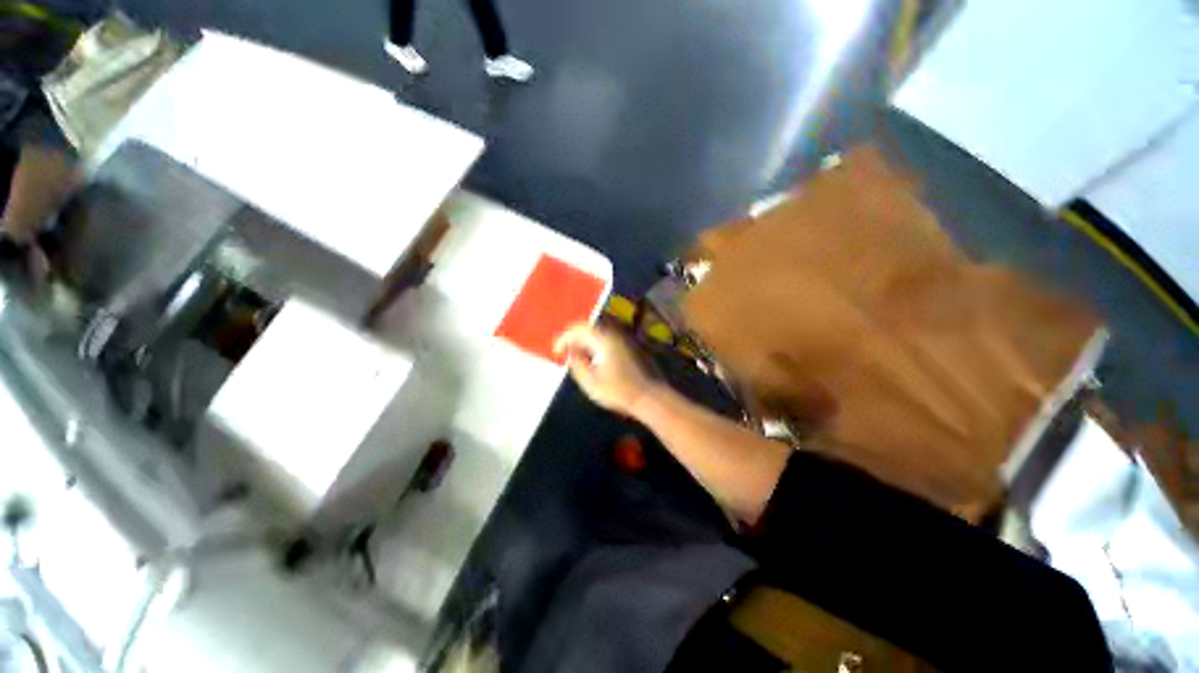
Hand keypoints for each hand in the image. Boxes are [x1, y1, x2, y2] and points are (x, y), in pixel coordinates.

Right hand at [555, 324, 656, 415]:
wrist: (648, 397)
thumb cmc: (618, 391)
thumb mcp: (590, 381)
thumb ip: (577, 364)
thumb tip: (571, 352)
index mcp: (604, 339)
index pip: (579, 329)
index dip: (564, 338)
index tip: (555, 351)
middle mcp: (614, 335)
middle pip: (589, 328)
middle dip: (573, 337)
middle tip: (562, 351)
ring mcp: (623, 341)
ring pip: (598, 334)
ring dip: (584, 341)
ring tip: (574, 355)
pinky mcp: (629, 348)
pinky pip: (606, 340)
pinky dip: (594, 345)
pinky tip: (591, 358)